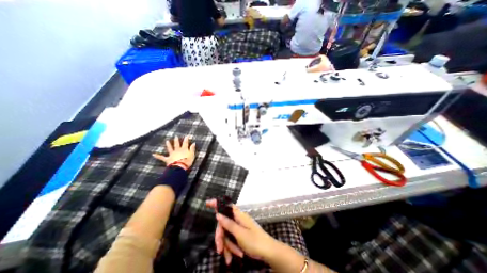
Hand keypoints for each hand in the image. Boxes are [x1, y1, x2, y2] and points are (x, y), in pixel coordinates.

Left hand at [154, 136, 195, 169]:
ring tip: (167, 141)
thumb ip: (192, 149)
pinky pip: (162, 157)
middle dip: (176, 140)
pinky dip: (158, 156)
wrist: (180, 167)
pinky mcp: (168, 159)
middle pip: (177, 144)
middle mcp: (177, 150)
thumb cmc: (187, 161)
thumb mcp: (192, 155)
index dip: (186, 138)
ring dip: (168, 145)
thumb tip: (193, 143)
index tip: (187, 135)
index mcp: (184, 149)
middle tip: (175, 136)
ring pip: (170, 148)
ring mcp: (172, 154)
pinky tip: (153, 154)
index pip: (185, 142)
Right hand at [204, 199, 277, 265]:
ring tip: (230, 257)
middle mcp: (238, 219)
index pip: (227, 206)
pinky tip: (232, 258)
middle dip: (221, 237)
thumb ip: (228, 224)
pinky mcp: (240, 234)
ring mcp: (239, 227)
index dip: (217, 204)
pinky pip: (231, 239)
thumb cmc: (255, 241)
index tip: (207, 203)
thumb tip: (218, 214)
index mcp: (239, 215)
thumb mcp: (240, 234)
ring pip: (227, 234)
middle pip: (224, 224)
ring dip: (227, 246)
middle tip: (219, 249)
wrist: (268, 252)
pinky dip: (231, 249)